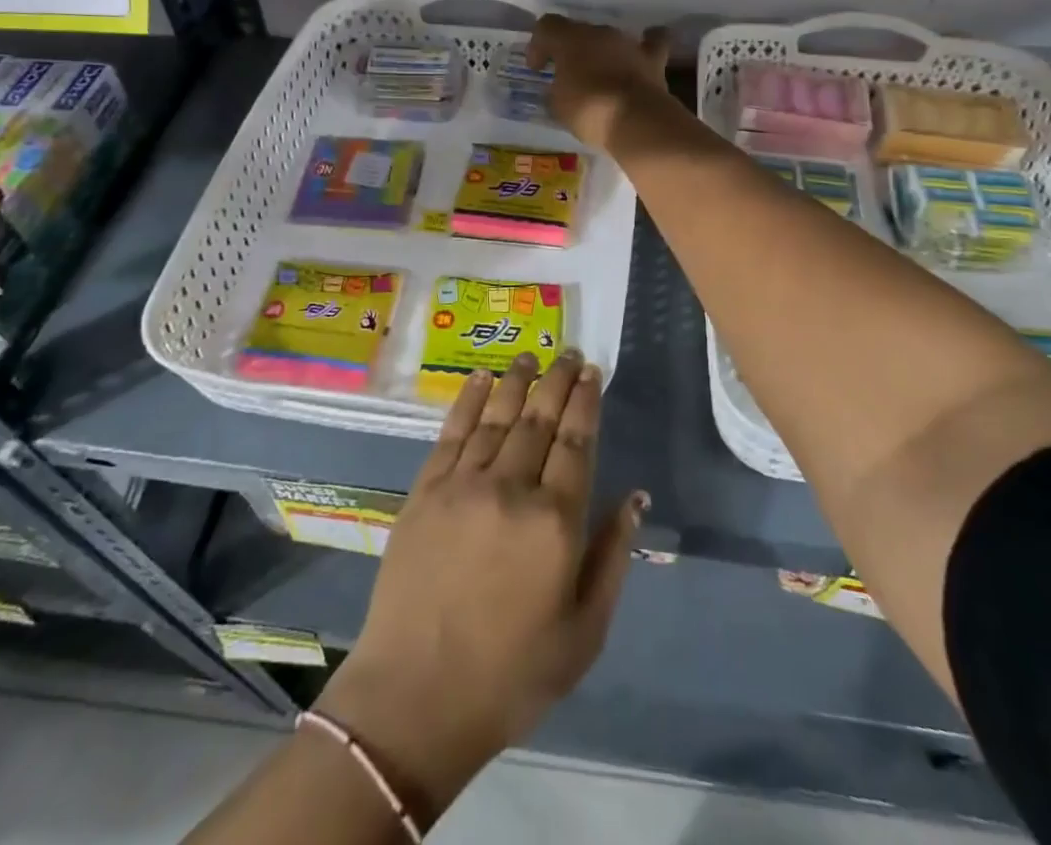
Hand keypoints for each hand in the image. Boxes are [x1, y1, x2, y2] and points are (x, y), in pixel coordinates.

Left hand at [318, 352, 647, 824]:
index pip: (576, 442)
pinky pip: (452, 433)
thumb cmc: (512, 674)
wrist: (416, 697)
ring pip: (497, 417)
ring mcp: (463, 485)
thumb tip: (634, 498)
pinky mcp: (425, 491)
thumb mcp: (584, 632)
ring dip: (517, 382)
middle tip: (568, 353)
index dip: (586, 402)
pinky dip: (468, 400)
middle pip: (539, 420)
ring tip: (531, 356)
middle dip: (557, 381)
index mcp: (555, 523)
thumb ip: (611, 557)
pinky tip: (481, 379)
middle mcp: (510, 489)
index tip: (592, 371)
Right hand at [525, 14, 672, 150]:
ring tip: (599, 76)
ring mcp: (628, 43)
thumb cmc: (588, 111)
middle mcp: (599, 33)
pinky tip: (641, 53)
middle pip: (579, 32)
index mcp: (570, 39)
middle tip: (566, 76)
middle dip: (570, 51)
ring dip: (601, 53)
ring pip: (609, 39)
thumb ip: (556, 89)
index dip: (538, 45)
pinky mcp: (653, 59)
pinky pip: (651, 43)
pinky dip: (646, 45)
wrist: (636, 121)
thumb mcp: (557, 106)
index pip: (546, 26)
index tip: (537, 69)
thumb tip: (561, 88)